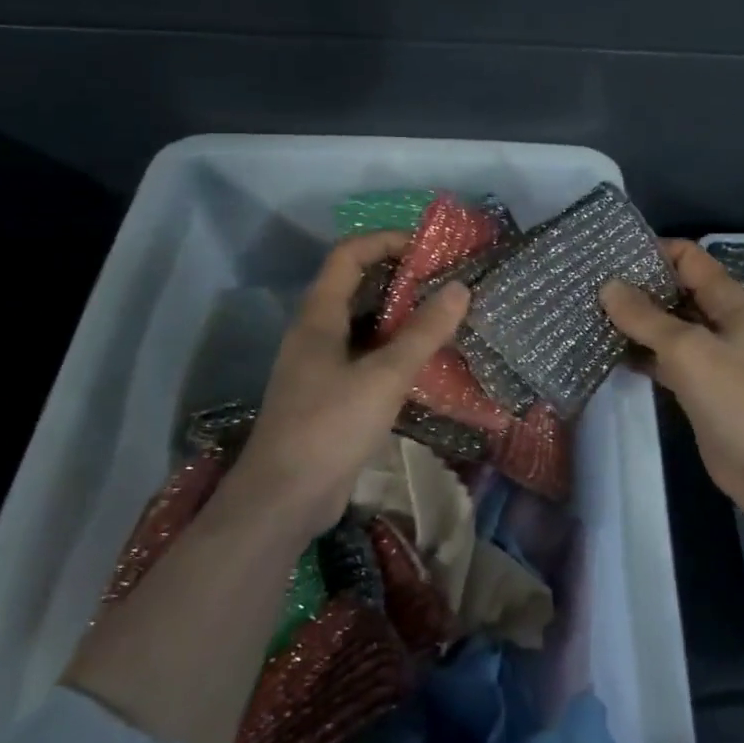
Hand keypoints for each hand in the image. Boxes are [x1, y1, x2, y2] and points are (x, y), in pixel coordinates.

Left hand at [223, 230, 468, 545]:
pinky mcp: (332, 396)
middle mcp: (316, 334)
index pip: (348, 256)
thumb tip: (460, 288)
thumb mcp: (384, 377)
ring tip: (445, 317)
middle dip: (400, 278)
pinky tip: (426, 363)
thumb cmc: (329, 427)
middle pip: (357, 287)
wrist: (283, 501)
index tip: (427, 248)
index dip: (384, 241)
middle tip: (446, 282)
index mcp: (318, 318)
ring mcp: (322, 367)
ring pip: (364, 325)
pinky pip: (367, 358)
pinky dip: (396, 351)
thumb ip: (423, 333)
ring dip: (401, 316)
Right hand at [601, 240, 743, 517]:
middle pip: (675, 290)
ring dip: (634, 322)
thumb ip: (646, 317)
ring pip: (666, 327)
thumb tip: (608, 285)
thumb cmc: (735, 395)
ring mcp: (708, 356)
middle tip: (588, 285)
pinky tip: (605, 352)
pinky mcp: (696, 387)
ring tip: (588, 314)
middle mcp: (719, 321)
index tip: (609, 254)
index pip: (689, 258)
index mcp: (728, 301)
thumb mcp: (688, 348)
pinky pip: (663, 359)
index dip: (653, 251)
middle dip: (637, 287)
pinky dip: (639, 354)